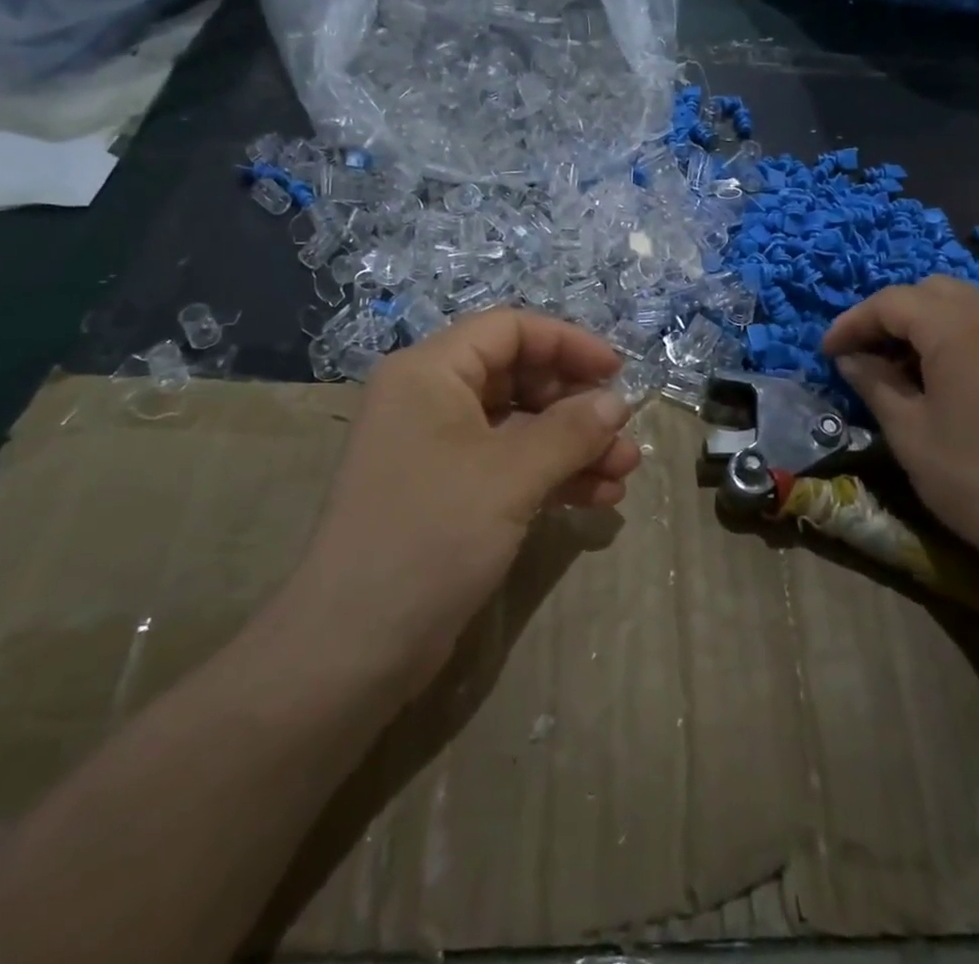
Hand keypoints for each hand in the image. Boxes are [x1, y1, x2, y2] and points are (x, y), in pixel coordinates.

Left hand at [293, 310, 640, 694]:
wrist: (353, 649)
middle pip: (519, 376)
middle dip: (577, 404)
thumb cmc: (430, 536)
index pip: (509, 329)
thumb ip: (571, 430)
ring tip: (625, 471)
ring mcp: (439, 449)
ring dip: (575, 444)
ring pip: (521, 425)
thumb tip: (618, 400)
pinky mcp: (449, 493)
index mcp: (431, 372)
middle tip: (624, 433)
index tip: (619, 372)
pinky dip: (554, 475)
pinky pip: (510, 465)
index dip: (568, 342)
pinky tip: (599, 498)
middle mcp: (431, 399)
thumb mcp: (510, 475)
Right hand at [821, 277, 978, 571]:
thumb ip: (874, 383)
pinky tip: (946, 376)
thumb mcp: (909, 432)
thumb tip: (849, 358)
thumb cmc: (975, 479)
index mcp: (958, 330)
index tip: (828, 352)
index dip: (853, 322)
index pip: (891, 302)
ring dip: (925, 323)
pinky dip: (957, 335)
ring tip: (902, 366)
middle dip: (890, 315)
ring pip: (963, 304)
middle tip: (865, 353)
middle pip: (930, 291)